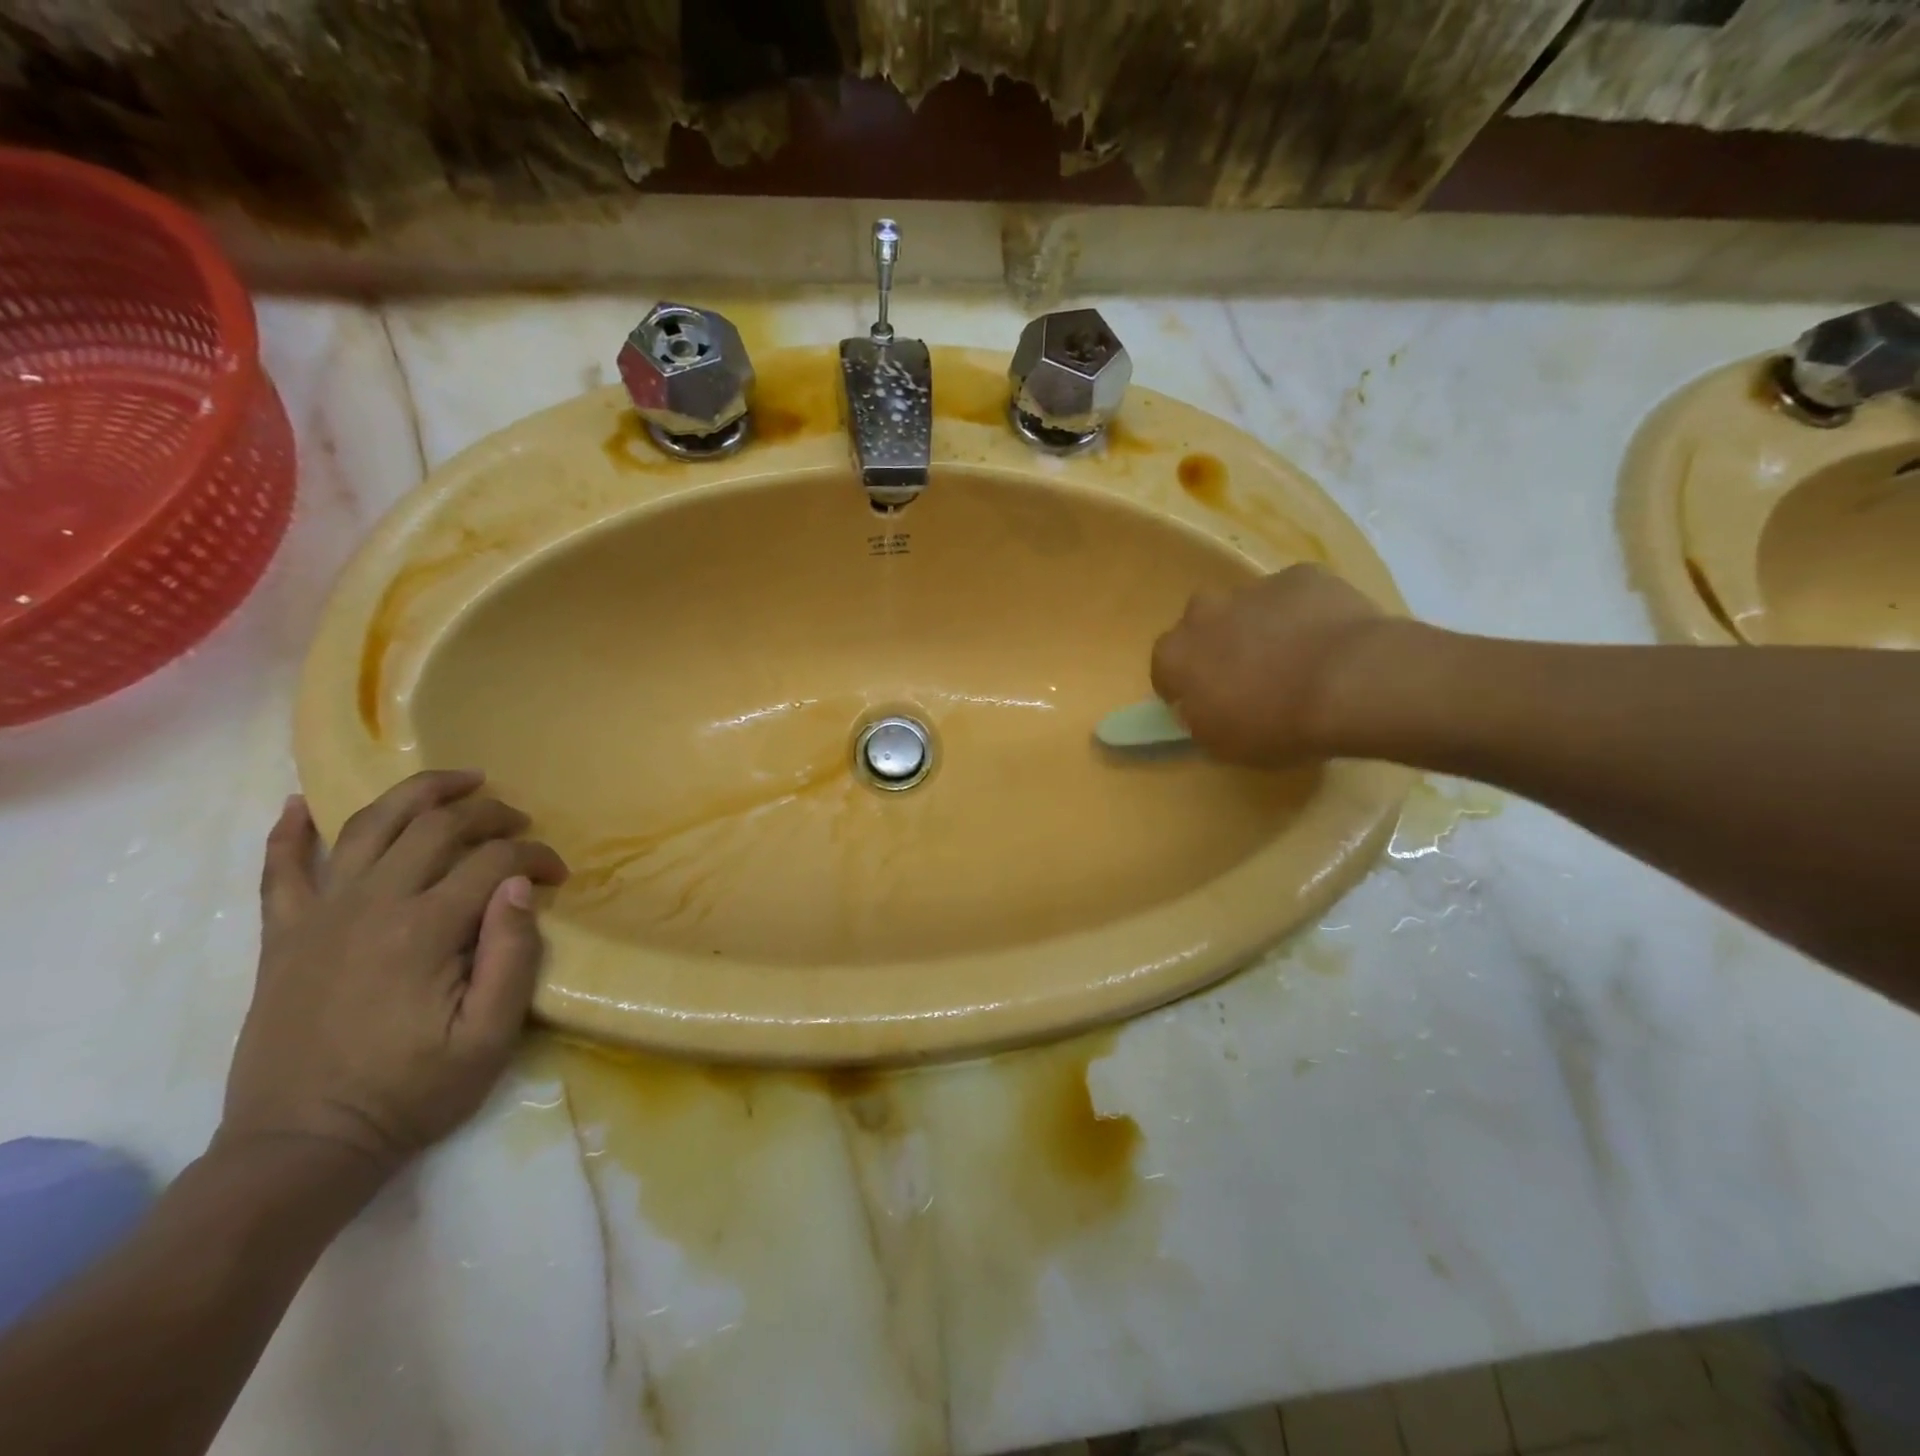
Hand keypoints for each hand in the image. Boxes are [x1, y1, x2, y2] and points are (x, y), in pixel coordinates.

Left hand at [221, 771, 567, 1175]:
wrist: (304, 1146)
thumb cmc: (411, 1093)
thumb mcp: (489, 1038)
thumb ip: (512, 955)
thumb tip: (521, 886)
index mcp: (424, 930)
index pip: (494, 861)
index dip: (536, 857)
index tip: (559, 875)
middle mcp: (370, 905)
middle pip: (435, 826)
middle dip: (489, 812)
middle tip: (520, 822)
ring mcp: (318, 916)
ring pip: (368, 826)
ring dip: (416, 793)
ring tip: (458, 781)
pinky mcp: (283, 936)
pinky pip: (280, 870)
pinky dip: (289, 833)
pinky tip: (300, 805)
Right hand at [1151, 564, 1393, 766]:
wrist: (1350, 682)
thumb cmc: (1275, 724)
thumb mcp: (1223, 744)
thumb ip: (1199, 721)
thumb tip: (1199, 708)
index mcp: (1177, 654)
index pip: (1163, 667)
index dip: (1182, 685)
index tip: (1203, 702)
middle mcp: (1204, 612)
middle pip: (1202, 626)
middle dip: (1218, 645)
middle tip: (1248, 676)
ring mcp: (1254, 588)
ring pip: (1249, 607)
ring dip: (1261, 627)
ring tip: (1296, 659)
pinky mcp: (1302, 575)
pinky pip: (1295, 596)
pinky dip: (1304, 614)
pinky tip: (1329, 640)